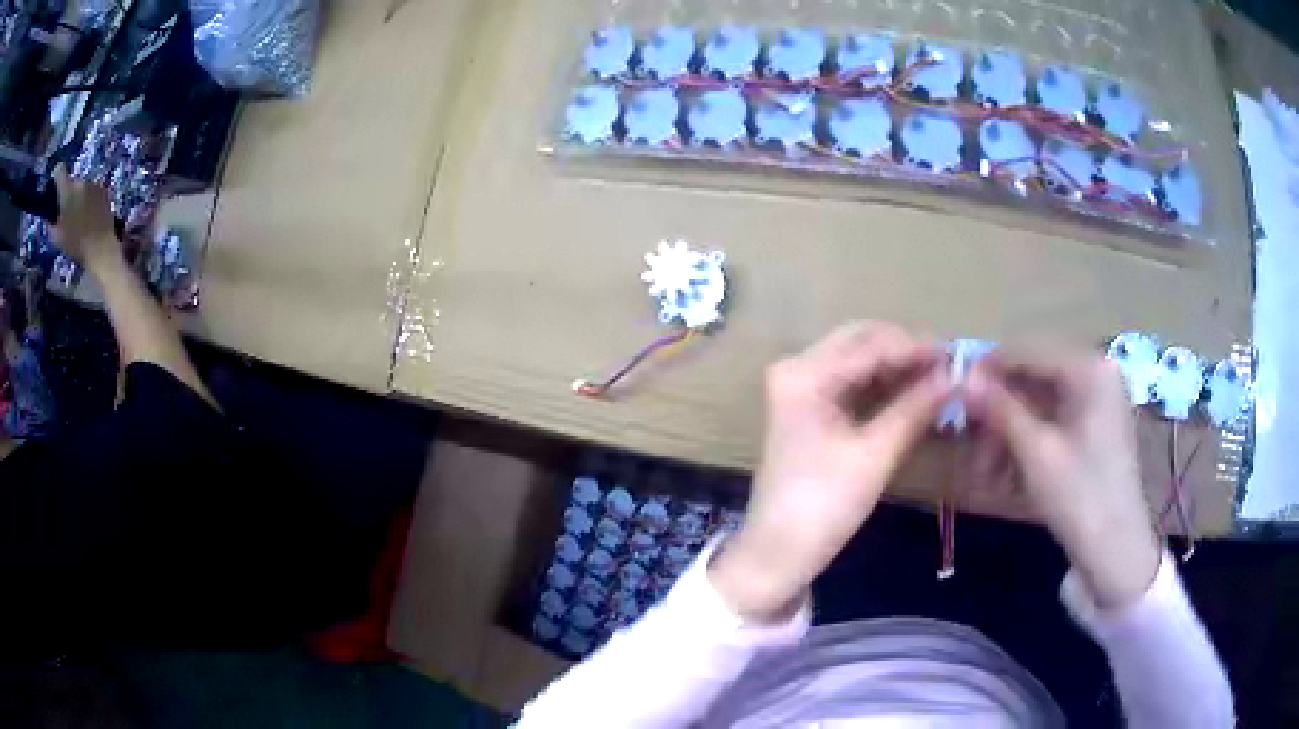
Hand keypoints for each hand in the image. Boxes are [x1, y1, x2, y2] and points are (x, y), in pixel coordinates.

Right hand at [50, 166, 119, 267]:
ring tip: (78, 217)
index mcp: (67, 191)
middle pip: (71, 181)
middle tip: (65, 211)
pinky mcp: (103, 188)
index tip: (54, 187)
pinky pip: (91, 190)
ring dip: (78, 196)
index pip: (59, 170)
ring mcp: (93, 183)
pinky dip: (88, 199)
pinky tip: (89, 216)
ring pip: (81, 186)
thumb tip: (48, 215)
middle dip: (67, 193)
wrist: (100, 246)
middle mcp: (80, 181)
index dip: (55, 177)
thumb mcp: (56, 237)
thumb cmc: (74, 244)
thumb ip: (50, 222)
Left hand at [711, 322, 951, 619]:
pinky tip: (914, 392)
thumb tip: (958, 375)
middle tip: (951, 365)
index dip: (918, 348)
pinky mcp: (807, 409)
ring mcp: (799, 387)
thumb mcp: (875, 454)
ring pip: (858, 361)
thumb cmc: (823, 505)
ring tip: (940, 377)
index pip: (871, 345)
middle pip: (862, 342)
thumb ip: (916, 407)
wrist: (778, 553)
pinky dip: (883, 385)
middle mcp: (797, 368)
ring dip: (897, 367)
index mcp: (805, 373)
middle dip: (907, 351)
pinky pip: (851, 383)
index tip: (960, 355)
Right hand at [964, 352, 1159, 608]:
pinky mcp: (1096, 432)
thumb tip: (961, 378)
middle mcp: (1096, 376)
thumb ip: (1000, 409)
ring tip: (985, 475)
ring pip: (1040, 407)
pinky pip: (1053, 426)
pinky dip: (1028, 447)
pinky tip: (1008, 478)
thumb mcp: (1036, 452)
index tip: (952, 393)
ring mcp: (1098, 405)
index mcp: (1090, 369)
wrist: (1117, 554)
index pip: (1028, 352)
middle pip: (1034, 381)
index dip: (987, 371)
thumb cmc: (1081, 497)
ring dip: (1008, 437)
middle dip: (999, 416)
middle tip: (969, 447)